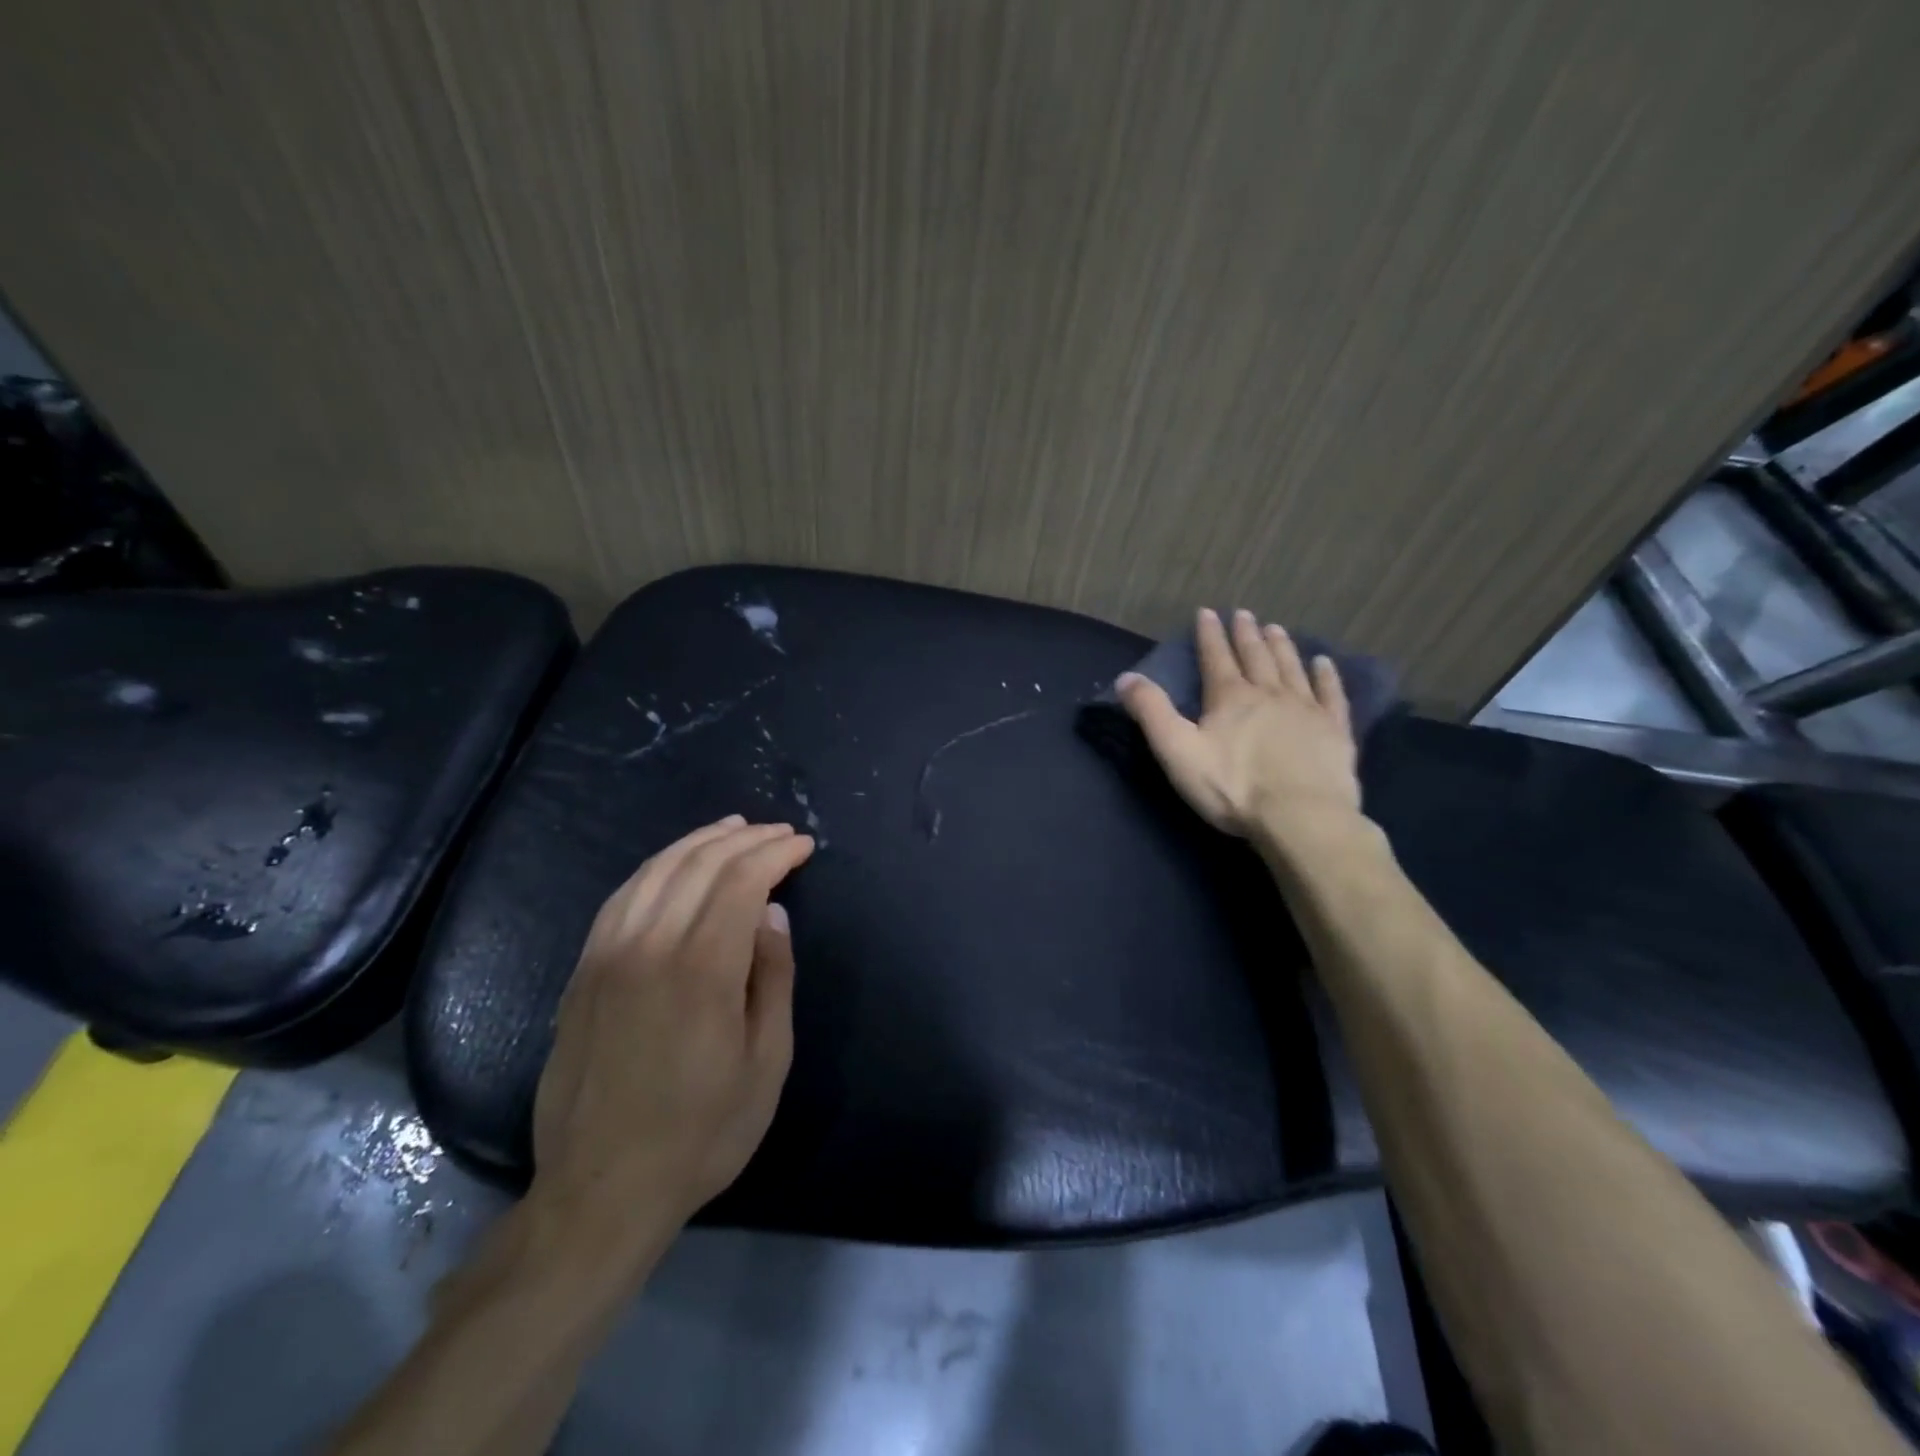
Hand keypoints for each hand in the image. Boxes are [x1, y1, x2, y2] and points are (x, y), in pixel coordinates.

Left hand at [528, 816, 813, 1266]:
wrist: (600, 1191)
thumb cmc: (701, 1133)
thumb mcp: (765, 1062)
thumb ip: (772, 979)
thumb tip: (772, 916)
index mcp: (700, 970)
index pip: (741, 881)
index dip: (776, 854)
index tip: (803, 846)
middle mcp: (649, 947)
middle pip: (700, 866)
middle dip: (746, 840)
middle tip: (779, 834)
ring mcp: (607, 956)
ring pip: (656, 871)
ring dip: (699, 842)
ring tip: (733, 829)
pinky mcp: (582, 973)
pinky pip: (621, 897)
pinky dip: (655, 868)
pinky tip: (674, 865)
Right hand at [1117, 607, 1360, 843]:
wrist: (1300, 816)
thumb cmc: (1233, 787)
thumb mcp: (1177, 751)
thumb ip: (1152, 713)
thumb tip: (1126, 677)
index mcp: (1230, 697)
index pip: (1216, 658)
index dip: (1209, 634)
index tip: (1207, 612)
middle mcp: (1269, 693)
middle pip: (1256, 656)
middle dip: (1246, 634)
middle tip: (1244, 614)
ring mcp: (1306, 709)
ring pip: (1292, 668)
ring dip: (1282, 646)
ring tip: (1275, 628)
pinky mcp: (1335, 730)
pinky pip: (1331, 694)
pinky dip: (1326, 676)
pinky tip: (1325, 664)